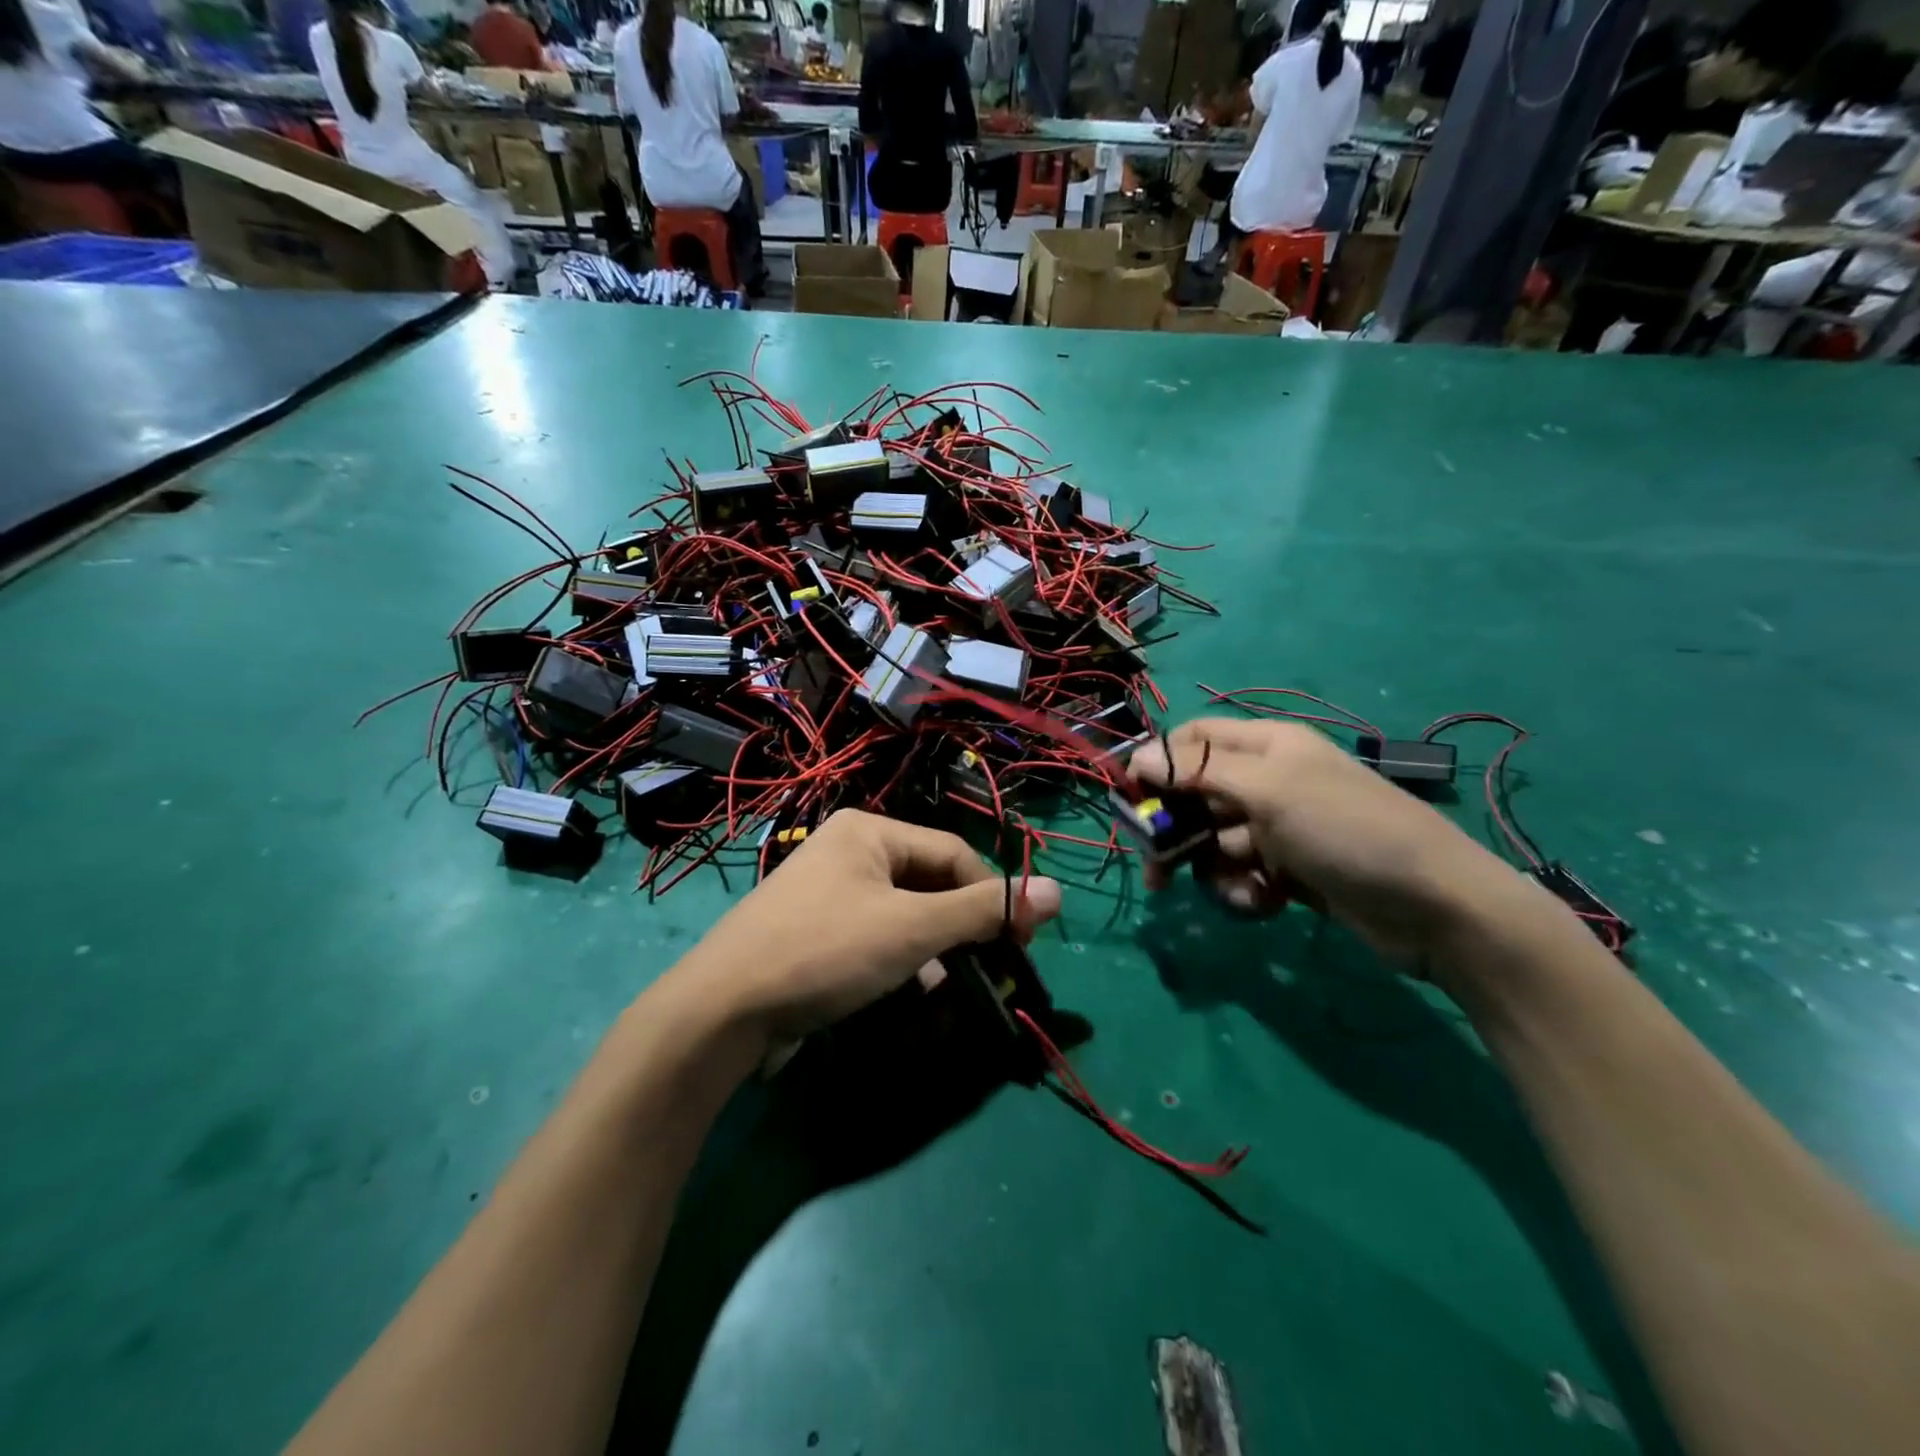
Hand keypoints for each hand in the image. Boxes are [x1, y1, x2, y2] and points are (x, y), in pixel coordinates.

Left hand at [675, 810, 1060, 1045]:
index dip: (993, 896)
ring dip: (935, 950)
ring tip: (954, 986)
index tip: (1021, 942)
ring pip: (904, 914)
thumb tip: (1058, 891)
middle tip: (993, 967)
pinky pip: (875, 937)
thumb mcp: (913, 929)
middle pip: (928, 883)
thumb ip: (984, 910)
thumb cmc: (826, 951)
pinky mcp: (815, 932)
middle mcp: (848, 851)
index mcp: (869, 831)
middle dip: (962, 928)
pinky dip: (900, 961)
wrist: (722, 1010)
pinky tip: (912, 993)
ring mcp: (827, 893)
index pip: (953, 853)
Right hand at [1130, 718, 1526, 961]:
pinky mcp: (1289, 869)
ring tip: (1242, 890)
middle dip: (1177, 833)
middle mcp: (1268, 781)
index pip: (1193, 740)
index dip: (1158, 765)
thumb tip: (1135, 756)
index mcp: (1266, 746)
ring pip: (1214, 842)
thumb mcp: (1269, 791)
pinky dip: (1244, 890)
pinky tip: (1265, 903)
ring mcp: (1279, 827)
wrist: (1434, 906)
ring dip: (1216, 870)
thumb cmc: (1346, 830)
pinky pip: (1242, 873)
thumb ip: (1198, 771)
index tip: (1130, 800)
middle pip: (1196, 796)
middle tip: (1157, 871)